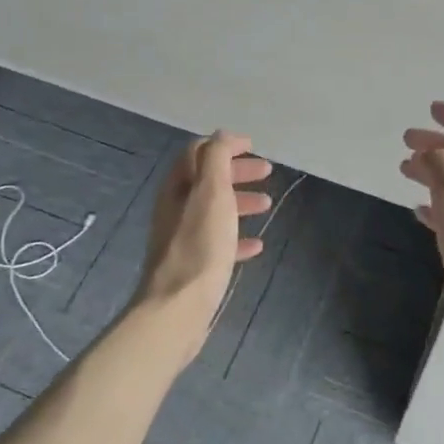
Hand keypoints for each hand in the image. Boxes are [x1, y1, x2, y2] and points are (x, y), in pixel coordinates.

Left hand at [136, 132, 271, 332]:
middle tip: (267, 172)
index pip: (199, 152)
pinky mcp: (193, 265)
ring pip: (214, 210)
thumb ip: (216, 159)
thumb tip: (222, 135)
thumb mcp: (212, 193)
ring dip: (240, 202)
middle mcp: (176, 208)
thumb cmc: (199, 246)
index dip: (225, 146)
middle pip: (207, 179)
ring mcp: (183, 237)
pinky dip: (237, 237)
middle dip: (236, 172)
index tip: (253, 146)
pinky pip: (218, 242)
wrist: (178, 307)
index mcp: (178, 187)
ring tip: (267, 205)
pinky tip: (257, 245)